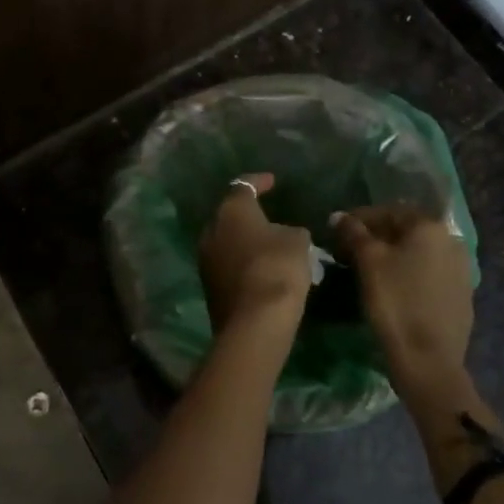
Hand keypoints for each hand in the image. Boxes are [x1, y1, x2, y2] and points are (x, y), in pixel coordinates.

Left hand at [198, 173, 312, 332]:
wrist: (254, 322)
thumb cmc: (277, 268)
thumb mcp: (298, 241)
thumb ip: (290, 231)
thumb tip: (283, 235)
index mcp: (231, 210)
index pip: (243, 186)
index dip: (259, 182)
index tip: (272, 181)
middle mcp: (211, 230)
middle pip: (229, 215)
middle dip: (248, 215)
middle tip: (269, 217)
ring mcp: (206, 260)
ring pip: (226, 242)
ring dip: (244, 241)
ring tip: (268, 245)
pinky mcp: (209, 287)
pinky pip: (227, 265)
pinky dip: (242, 263)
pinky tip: (261, 269)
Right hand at [332, 205, 473, 382]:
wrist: (428, 359)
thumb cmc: (395, 302)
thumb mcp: (369, 262)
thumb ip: (354, 233)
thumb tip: (340, 216)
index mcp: (429, 226)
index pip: (388, 211)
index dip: (359, 219)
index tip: (338, 232)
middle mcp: (451, 240)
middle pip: (406, 230)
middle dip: (377, 236)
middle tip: (350, 251)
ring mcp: (461, 268)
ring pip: (419, 252)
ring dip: (394, 255)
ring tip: (369, 270)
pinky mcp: (462, 294)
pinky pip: (430, 273)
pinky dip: (410, 273)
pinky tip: (394, 288)